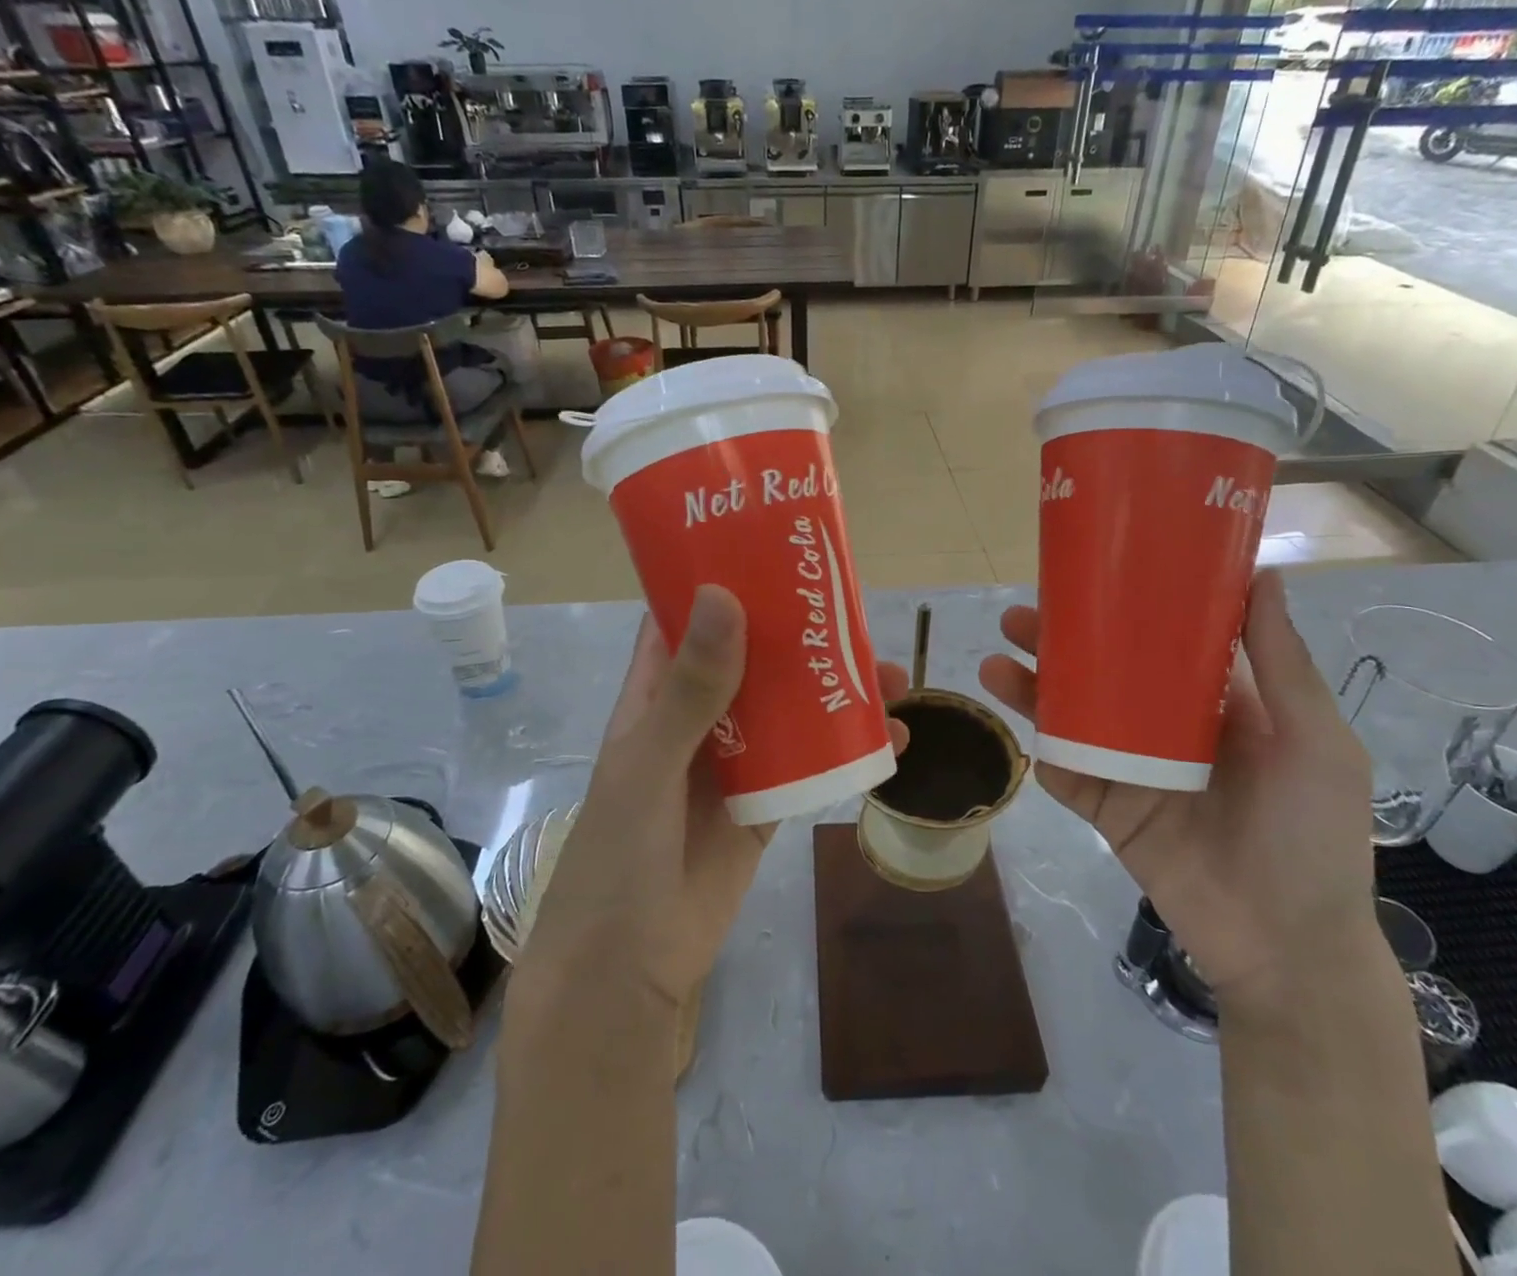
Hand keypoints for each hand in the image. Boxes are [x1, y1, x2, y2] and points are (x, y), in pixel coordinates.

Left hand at [518, 585, 909, 1009]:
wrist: (630, 971)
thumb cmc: (619, 856)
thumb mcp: (649, 764)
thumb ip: (690, 689)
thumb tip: (725, 597)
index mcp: (656, 695)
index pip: (685, 618)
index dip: (721, 579)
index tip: (771, 546)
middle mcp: (698, 716)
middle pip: (751, 656)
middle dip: (798, 630)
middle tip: (852, 601)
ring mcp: (736, 760)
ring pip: (790, 706)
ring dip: (834, 685)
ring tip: (892, 670)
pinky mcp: (769, 802)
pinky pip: (814, 761)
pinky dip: (851, 746)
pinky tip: (897, 736)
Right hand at [979, 570, 1377, 1010]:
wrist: (1286, 947)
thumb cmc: (1312, 835)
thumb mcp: (1314, 741)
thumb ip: (1281, 663)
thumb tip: (1261, 574)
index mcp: (1216, 705)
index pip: (1160, 643)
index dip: (1123, 609)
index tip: (1089, 576)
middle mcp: (1165, 729)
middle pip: (1101, 675)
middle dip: (1059, 644)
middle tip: (1018, 618)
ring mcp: (1130, 770)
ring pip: (1072, 718)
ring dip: (1033, 690)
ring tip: (995, 662)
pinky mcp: (1107, 811)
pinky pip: (1066, 774)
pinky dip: (1041, 751)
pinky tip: (1019, 727)